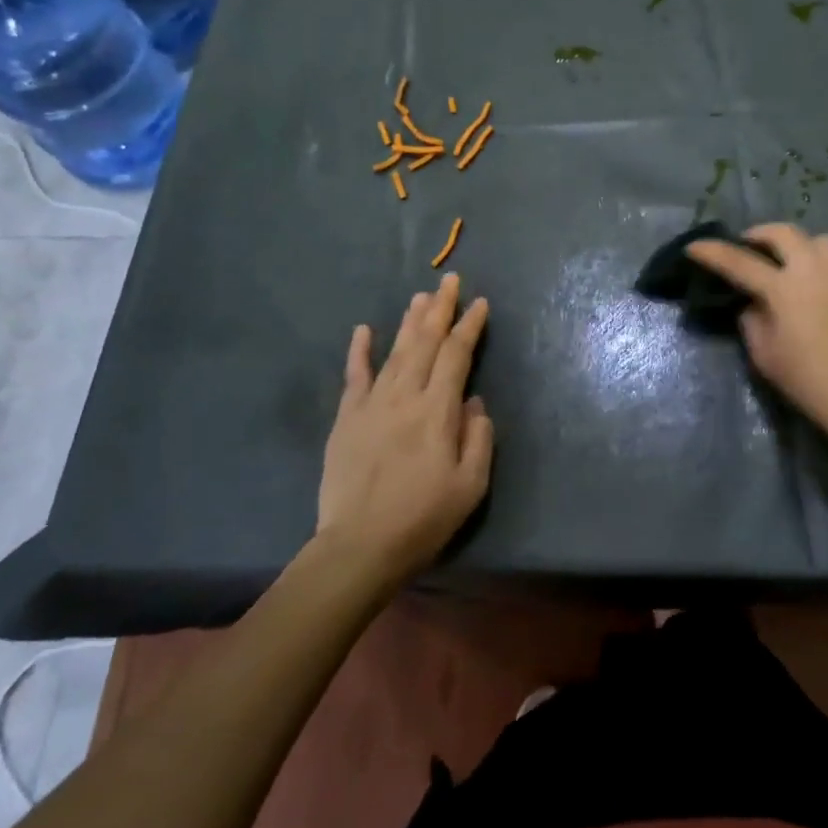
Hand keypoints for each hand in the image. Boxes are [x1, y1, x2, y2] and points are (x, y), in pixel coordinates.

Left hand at [315, 274, 493, 587]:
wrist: (359, 547)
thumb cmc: (423, 519)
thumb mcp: (470, 486)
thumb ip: (479, 438)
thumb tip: (474, 401)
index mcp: (438, 411)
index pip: (457, 355)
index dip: (469, 327)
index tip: (480, 304)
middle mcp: (405, 397)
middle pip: (425, 342)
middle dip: (440, 309)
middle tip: (449, 280)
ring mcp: (371, 404)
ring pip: (395, 351)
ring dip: (409, 321)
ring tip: (421, 296)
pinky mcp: (346, 419)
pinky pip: (354, 376)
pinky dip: (360, 351)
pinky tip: (364, 329)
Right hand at [687, 225, 827, 438]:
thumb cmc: (807, 380)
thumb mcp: (764, 355)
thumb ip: (752, 321)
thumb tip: (754, 305)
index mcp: (784, 288)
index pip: (740, 262)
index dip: (713, 252)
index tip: (694, 246)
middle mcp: (814, 271)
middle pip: (784, 233)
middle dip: (759, 234)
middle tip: (746, 247)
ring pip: (818, 240)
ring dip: (796, 244)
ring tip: (786, 262)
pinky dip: (817, 267)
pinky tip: (813, 293)